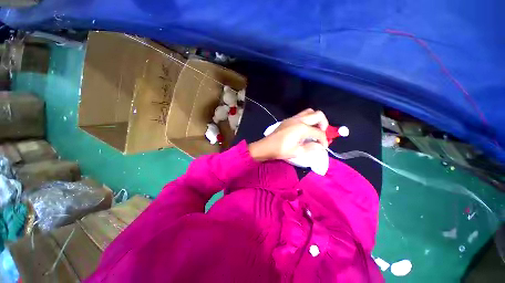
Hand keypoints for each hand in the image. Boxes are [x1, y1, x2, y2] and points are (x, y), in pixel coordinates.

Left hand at [249, 109, 328, 160]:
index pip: (319, 132)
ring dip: (315, 119)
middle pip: (318, 114)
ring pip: (309, 112)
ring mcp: (292, 118)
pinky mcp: (288, 120)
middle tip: (321, 133)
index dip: (324, 140)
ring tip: (314, 129)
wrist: (266, 146)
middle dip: (324, 123)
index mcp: (302, 128)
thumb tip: (321, 147)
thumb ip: (311, 147)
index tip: (323, 147)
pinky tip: (304, 129)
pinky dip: (307, 119)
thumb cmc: (281, 150)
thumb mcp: (297, 151)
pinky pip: (301, 115)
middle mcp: (299, 120)